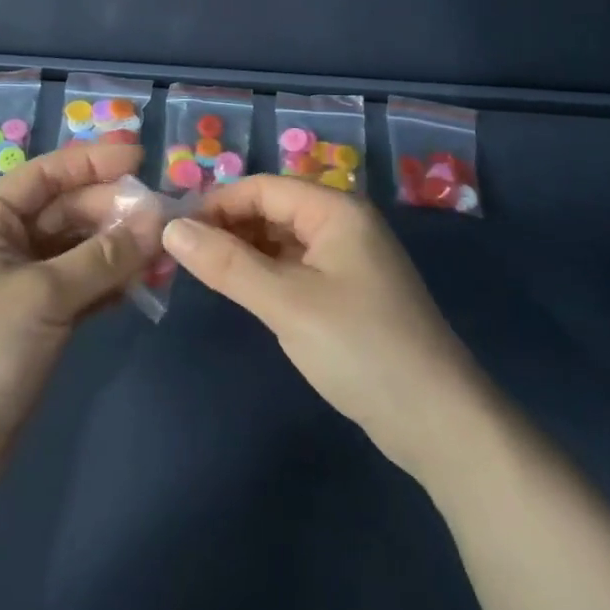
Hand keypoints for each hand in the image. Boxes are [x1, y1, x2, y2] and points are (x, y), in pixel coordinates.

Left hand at [0, 143, 149, 510]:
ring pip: (81, 249)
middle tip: (165, 216)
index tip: (141, 155)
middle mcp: (6, 244)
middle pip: (68, 211)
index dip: (92, 161)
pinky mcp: (42, 319)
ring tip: (165, 252)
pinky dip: (114, 281)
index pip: (45, 175)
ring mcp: (25, 283)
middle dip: (115, 211)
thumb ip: (104, 256)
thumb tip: (158, 218)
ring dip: (121, 248)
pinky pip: (85, 285)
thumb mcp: (43, 296)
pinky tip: (147, 281)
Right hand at [163, 175, 480, 478]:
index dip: (217, 204)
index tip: (174, 231)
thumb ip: (227, 264)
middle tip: (182, 256)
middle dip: (228, 227)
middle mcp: (343, 223)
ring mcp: (349, 259)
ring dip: (245, 251)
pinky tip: (243, 292)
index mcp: (335, 210)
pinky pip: (297, 267)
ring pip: (283, 239)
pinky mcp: (349, 292)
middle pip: (273, 209)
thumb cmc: (360, 348)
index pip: (263, 187)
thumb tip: (171, 228)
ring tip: (204, 274)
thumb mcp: (286, 303)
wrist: (438, 422)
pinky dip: (267, 274)